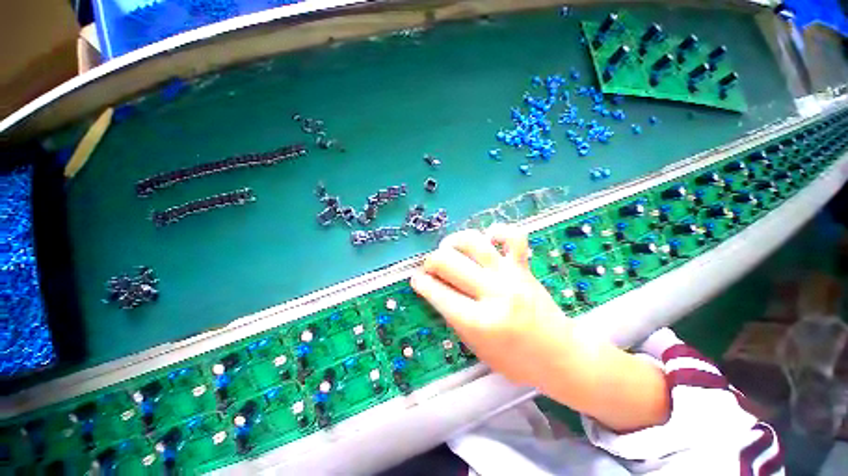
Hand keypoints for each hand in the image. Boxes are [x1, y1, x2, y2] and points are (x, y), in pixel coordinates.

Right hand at [411, 224, 669, 431]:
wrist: (561, 356)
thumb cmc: (515, 360)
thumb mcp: (476, 347)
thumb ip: (454, 317)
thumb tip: (435, 289)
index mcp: (479, 322)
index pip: (439, 294)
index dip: (421, 283)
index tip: (415, 278)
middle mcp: (493, 293)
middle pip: (450, 263)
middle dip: (431, 261)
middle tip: (430, 266)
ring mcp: (511, 276)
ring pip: (474, 243)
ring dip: (454, 241)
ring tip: (450, 248)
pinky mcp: (524, 267)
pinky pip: (514, 237)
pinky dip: (498, 232)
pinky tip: (488, 238)